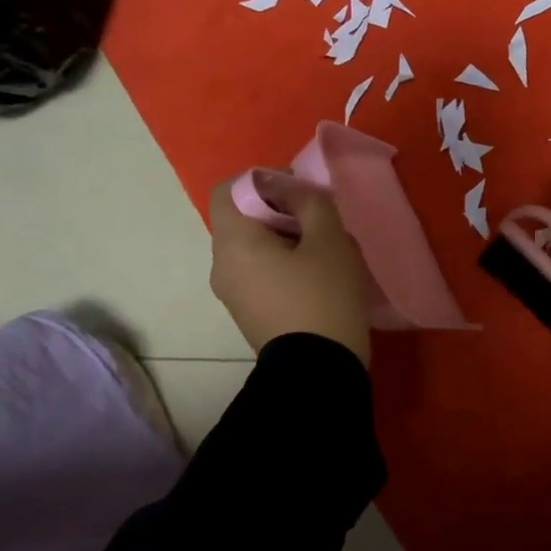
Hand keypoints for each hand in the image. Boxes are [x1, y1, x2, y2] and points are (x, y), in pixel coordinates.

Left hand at [208, 178, 371, 364]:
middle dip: (280, 210)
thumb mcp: (329, 239)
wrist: (318, 371)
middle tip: (320, 221)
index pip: (229, 189)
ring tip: (324, 251)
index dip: (264, 180)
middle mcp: (221, 265)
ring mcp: (232, 294)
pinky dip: (282, 265)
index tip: (300, 192)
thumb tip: (293, 192)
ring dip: (285, 239)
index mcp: (233, 242)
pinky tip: (317, 278)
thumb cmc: (323, 296)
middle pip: (242, 219)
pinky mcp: (248, 314)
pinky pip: (259, 274)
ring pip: (253, 248)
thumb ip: (310, 202)